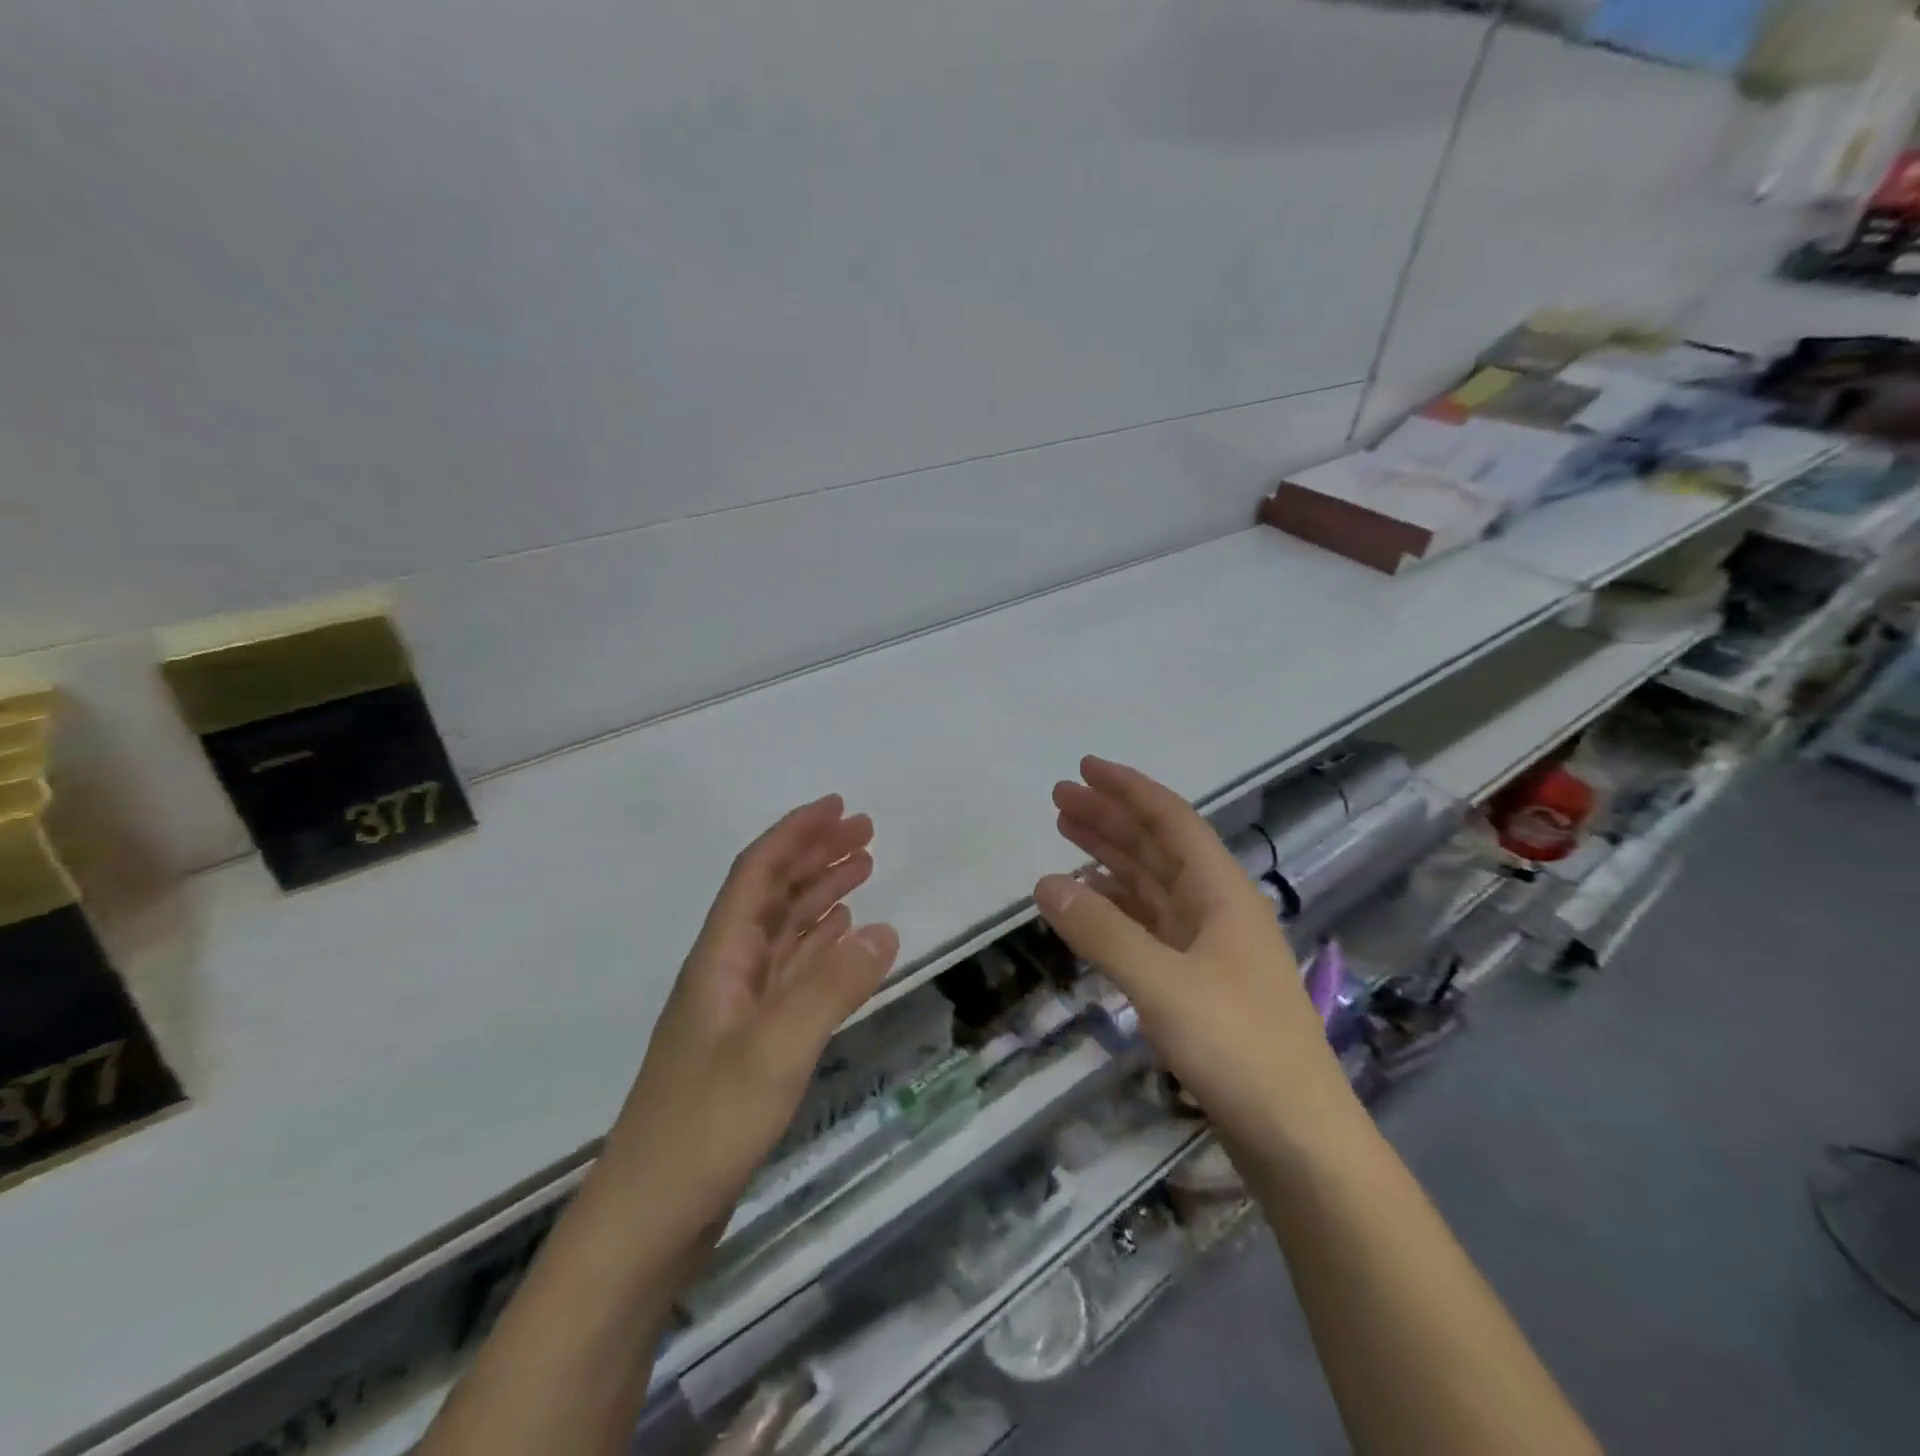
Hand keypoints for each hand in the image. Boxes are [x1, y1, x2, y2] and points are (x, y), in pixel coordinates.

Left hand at [601, 795, 899, 1244]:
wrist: (646, 1222)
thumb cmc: (704, 1129)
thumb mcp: (775, 1052)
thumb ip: (831, 988)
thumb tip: (885, 928)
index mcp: (720, 959)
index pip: (757, 874)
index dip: (795, 834)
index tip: (838, 807)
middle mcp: (726, 972)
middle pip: (771, 894)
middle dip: (815, 855)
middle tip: (866, 832)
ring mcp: (735, 1010)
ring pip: (783, 931)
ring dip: (819, 894)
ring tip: (863, 869)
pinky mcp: (748, 1044)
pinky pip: (790, 972)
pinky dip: (818, 945)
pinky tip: (840, 938)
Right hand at [1035, 757, 1357, 1149]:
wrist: (1297, 1137)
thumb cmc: (1238, 1048)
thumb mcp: (1162, 985)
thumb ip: (1102, 931)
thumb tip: (1045, 883)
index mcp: (1222, 893)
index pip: (1172, 821)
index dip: (1128, 790)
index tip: (1085, 768)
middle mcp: (1217, 908)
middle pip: (1158, 847)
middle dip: (1111, 819)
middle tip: (1059, 799)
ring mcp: (1209, 946)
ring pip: (1152, 885)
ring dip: (1111, 858)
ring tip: (1067, 837)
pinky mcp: (1198, 981)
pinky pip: (1149, 925)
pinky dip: (1117, 907)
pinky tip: (1089, 904)